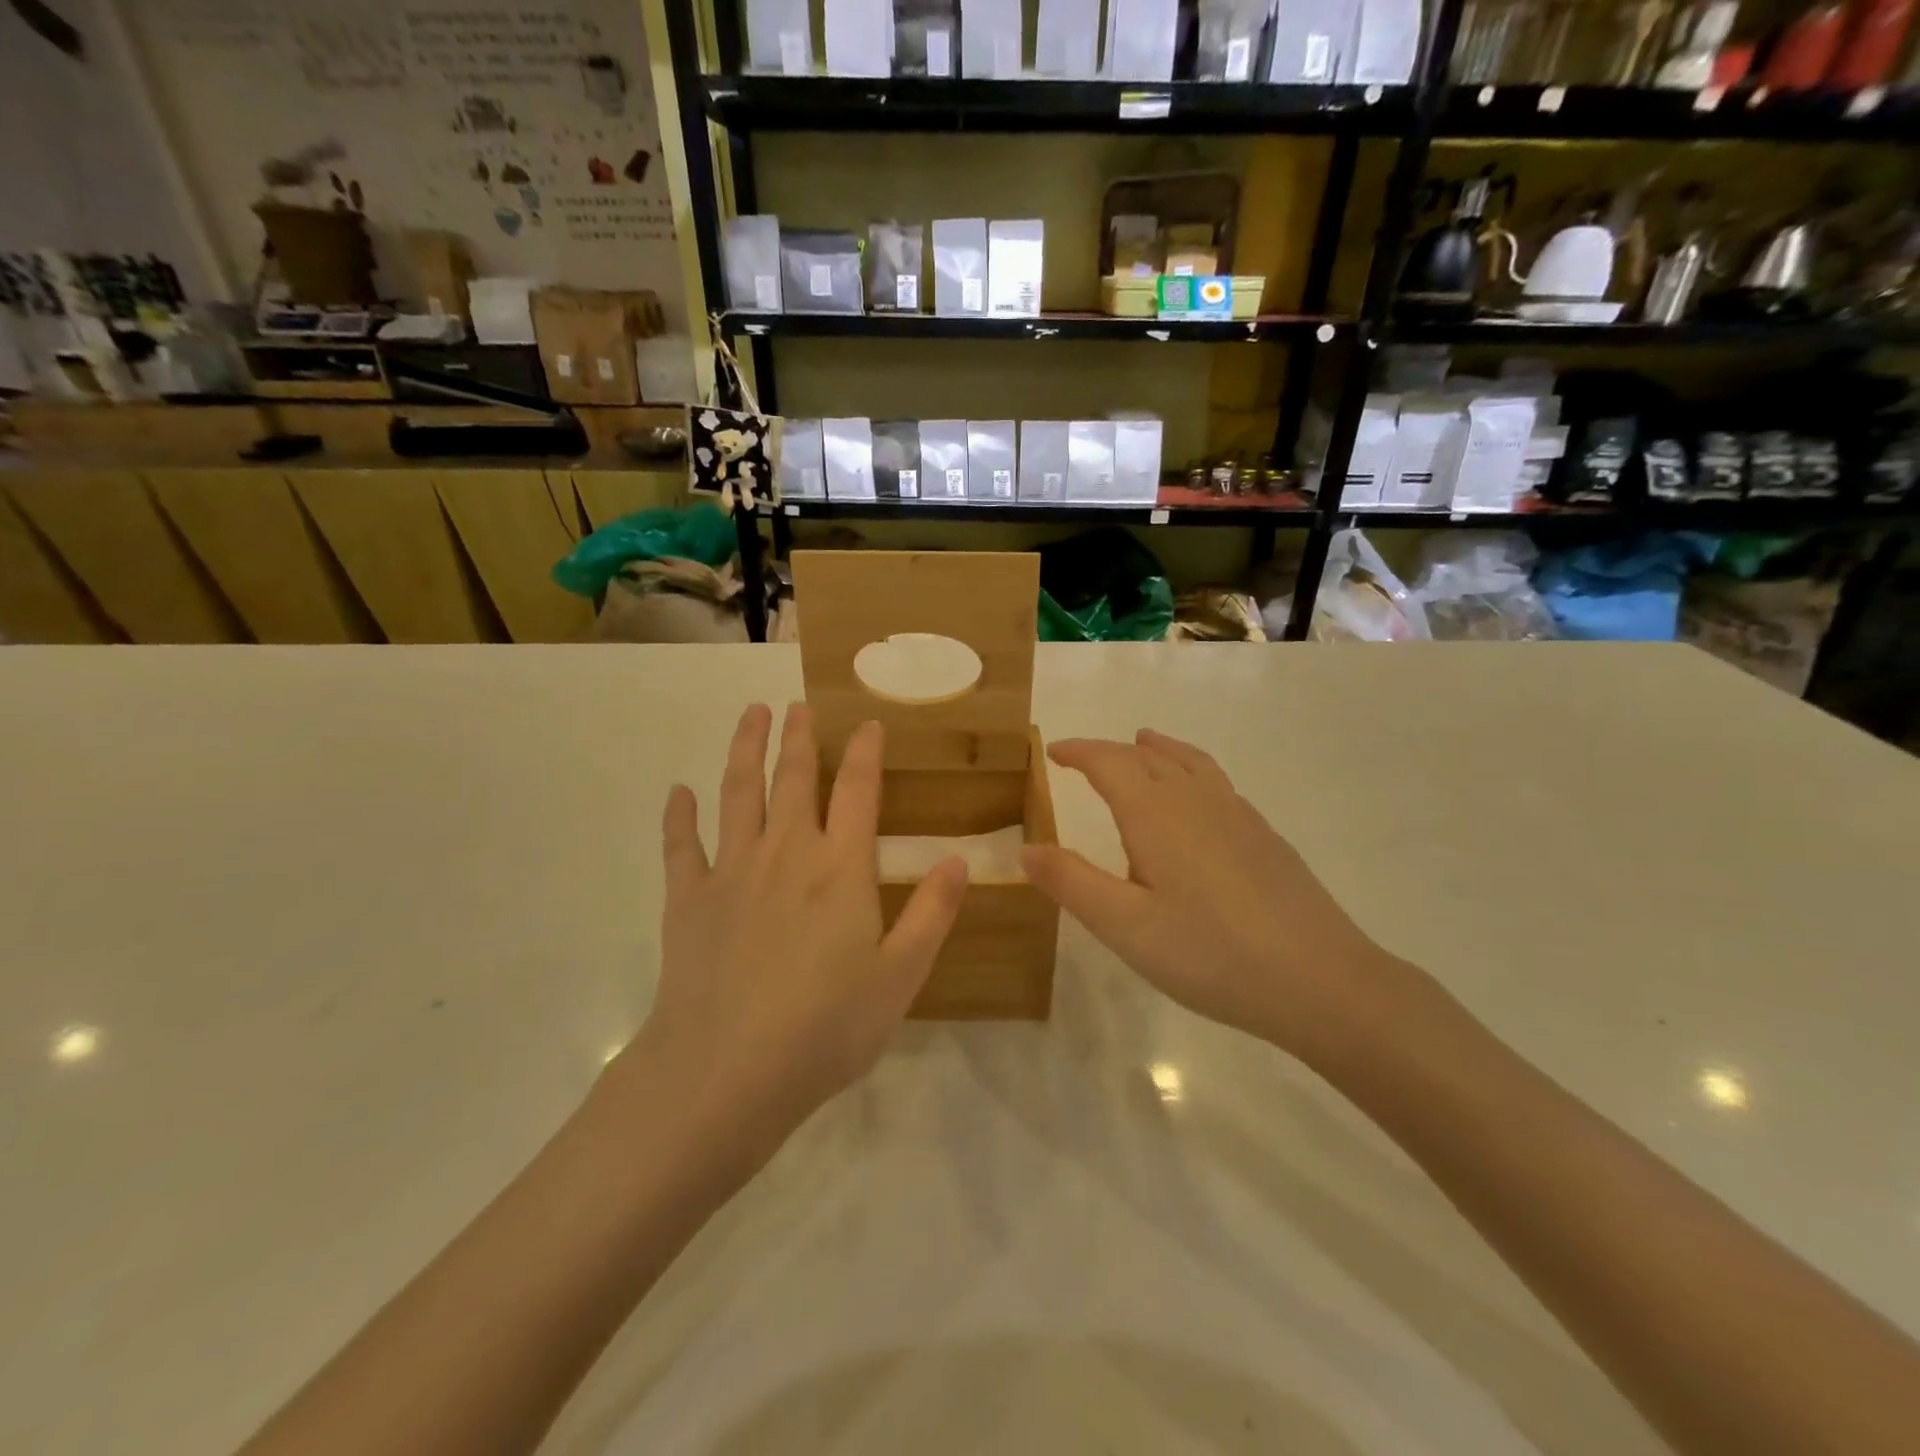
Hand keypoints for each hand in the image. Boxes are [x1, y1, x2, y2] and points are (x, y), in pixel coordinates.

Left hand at [630, 703, 967, 1155]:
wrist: (726, 1072)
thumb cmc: (825, 1028)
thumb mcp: (900, 977)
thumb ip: (932, 914)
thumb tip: (959, 859)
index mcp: (840, 868)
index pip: (857, 791)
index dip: (864, 752)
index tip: (867, 724)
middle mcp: (786, 853)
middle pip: (793, 778)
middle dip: (798, 737)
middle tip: (796, 705)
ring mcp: (731, 872)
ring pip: (738, 793)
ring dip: (744, 750)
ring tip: (749, 715)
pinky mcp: (687, 900)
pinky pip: (681, 845)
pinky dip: (679, 816)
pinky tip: (679, 792)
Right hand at [1023, 730, 1390, 1061]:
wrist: (1320, 980)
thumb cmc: (1210, 954)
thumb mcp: (1125, 926)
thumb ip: (1071, 882)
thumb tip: (1025, 848)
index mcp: (1156, 814)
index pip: (1109, 762)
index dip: (1079, 751)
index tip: (1054, 751)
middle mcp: (1196, 800)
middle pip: (1149, 757)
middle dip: (1112, 751)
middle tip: (1085, 757)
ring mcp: (1238, 815)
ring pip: (1190, 763)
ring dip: (1159, 750)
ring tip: (1144, 744)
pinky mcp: (1265, 836)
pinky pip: (1217, 782)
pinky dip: (1191, 770)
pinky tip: (1197, 800)